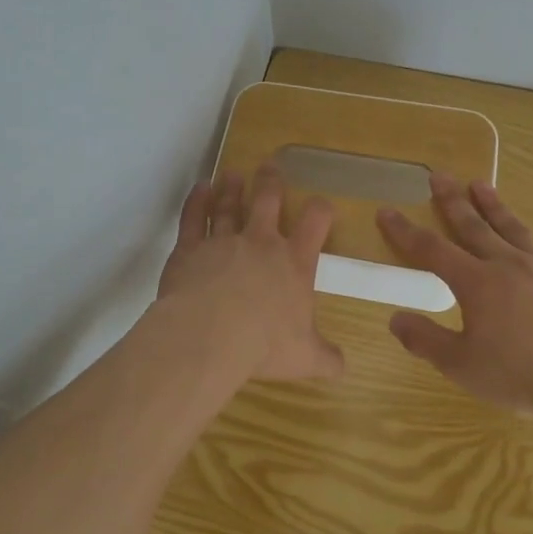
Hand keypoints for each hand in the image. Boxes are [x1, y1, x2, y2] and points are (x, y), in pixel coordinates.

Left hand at [158, 164, 345, 381]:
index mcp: (293, 263)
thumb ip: (326, 358)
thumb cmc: (263, 345)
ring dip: (231, 188)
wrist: (209, 335)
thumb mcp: (304, 358)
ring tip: (233, 174)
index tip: (321, 204)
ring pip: (228, 204)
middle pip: (267, 201)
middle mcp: (260, 243)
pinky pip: (193, 217)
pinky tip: (200, 188)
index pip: (315, 223)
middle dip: (271, 182)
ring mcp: (223, 241)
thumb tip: (343, 367)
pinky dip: (196, 200)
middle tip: (270, 166)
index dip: (321, 209)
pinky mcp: (189, 248)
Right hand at [376, 176, 532, 442]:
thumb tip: (395, 318)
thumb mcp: (461, 365)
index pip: (431, 249)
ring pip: (518, 232)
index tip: (387, 211)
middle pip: (475, 227)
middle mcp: (510, 266)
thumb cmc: (519, 377)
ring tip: (483, 185)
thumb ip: (425, 339)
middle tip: (439, 176)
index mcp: (477, 283)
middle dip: (453, 201)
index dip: (405, 231)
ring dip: (498, 209)